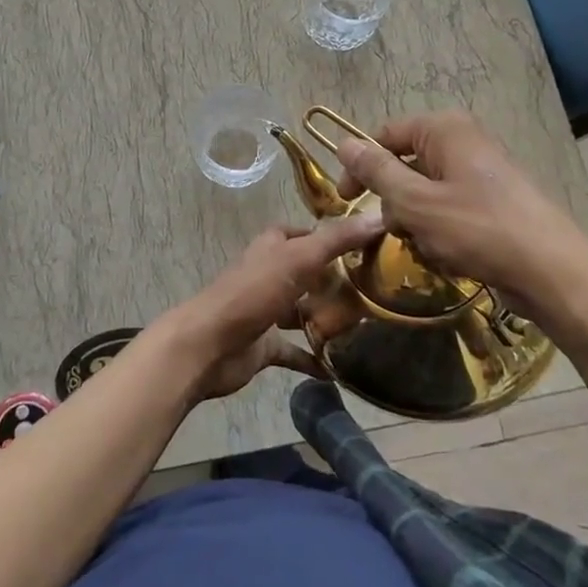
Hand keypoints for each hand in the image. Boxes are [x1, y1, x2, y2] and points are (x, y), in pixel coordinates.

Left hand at [152, 213, 384, 401]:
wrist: (208, 345)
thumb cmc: (252, 293)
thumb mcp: (298, 258)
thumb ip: (337, 240)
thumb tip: (379, 216)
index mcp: (271, 248)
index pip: (302, 234)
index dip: (328, 236)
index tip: (364, 245)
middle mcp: (268, 275)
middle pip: (305, 273)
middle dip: (333, 280)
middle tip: (373, 291)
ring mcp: (264, 311)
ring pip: (300, 311)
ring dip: (325, 318)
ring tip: (365, 327)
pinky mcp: (263, 346)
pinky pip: (294, 351)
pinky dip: (313, 358)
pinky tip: (339, 370)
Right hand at [334, 109, 587, 324]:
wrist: (553, 273)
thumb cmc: (478, 229)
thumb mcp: (415, 201)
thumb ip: (376, 171)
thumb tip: (342, 143)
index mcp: (444, 129)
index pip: (384, 135)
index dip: (360, 165)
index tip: (343, 200)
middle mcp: (462, 142)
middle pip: (404, 165)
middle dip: (394, 202)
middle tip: (397, 231)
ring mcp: (479, 173)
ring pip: (424, 193)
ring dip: (416, 223)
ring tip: (430, 248)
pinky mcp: (491, 202)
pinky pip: (448, 211)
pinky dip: (440, 233)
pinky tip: (450, 257)